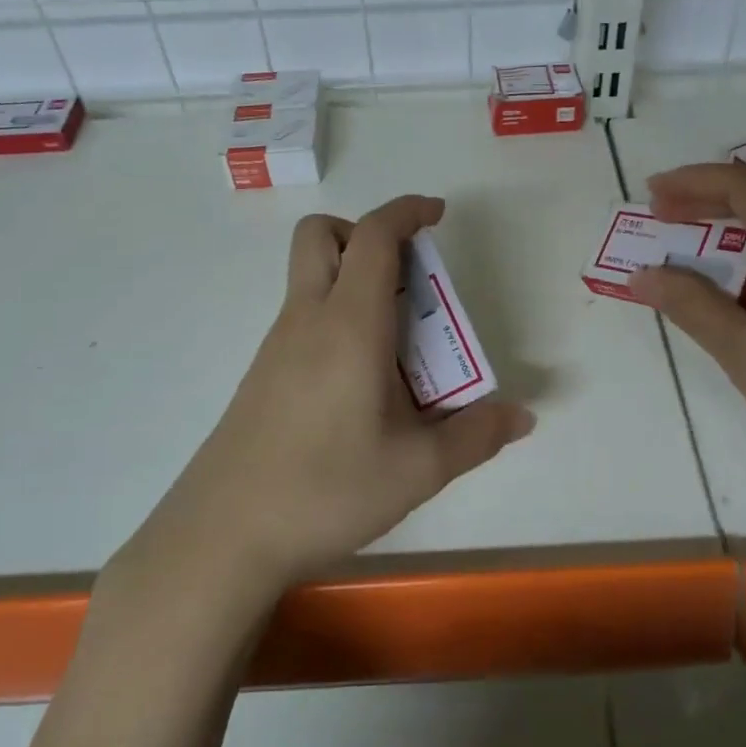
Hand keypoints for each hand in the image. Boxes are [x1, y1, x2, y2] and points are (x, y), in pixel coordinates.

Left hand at [132, 195, 534, 592]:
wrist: (223, 535)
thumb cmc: (326, 490)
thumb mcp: (417, 469)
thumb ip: (476, 436)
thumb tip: (522, 417)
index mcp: (349, 324)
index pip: (373, 236)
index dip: (406, 211)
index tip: (437, 215)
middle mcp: (307, 319)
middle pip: (322, 235)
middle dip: (367, 234)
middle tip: (408, 279)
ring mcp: (277, 345)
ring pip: (311, 277)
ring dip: (355, 280)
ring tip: (400, 347)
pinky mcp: (262, 374)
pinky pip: (304, 318)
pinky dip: (337, 318)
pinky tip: (361, 384)